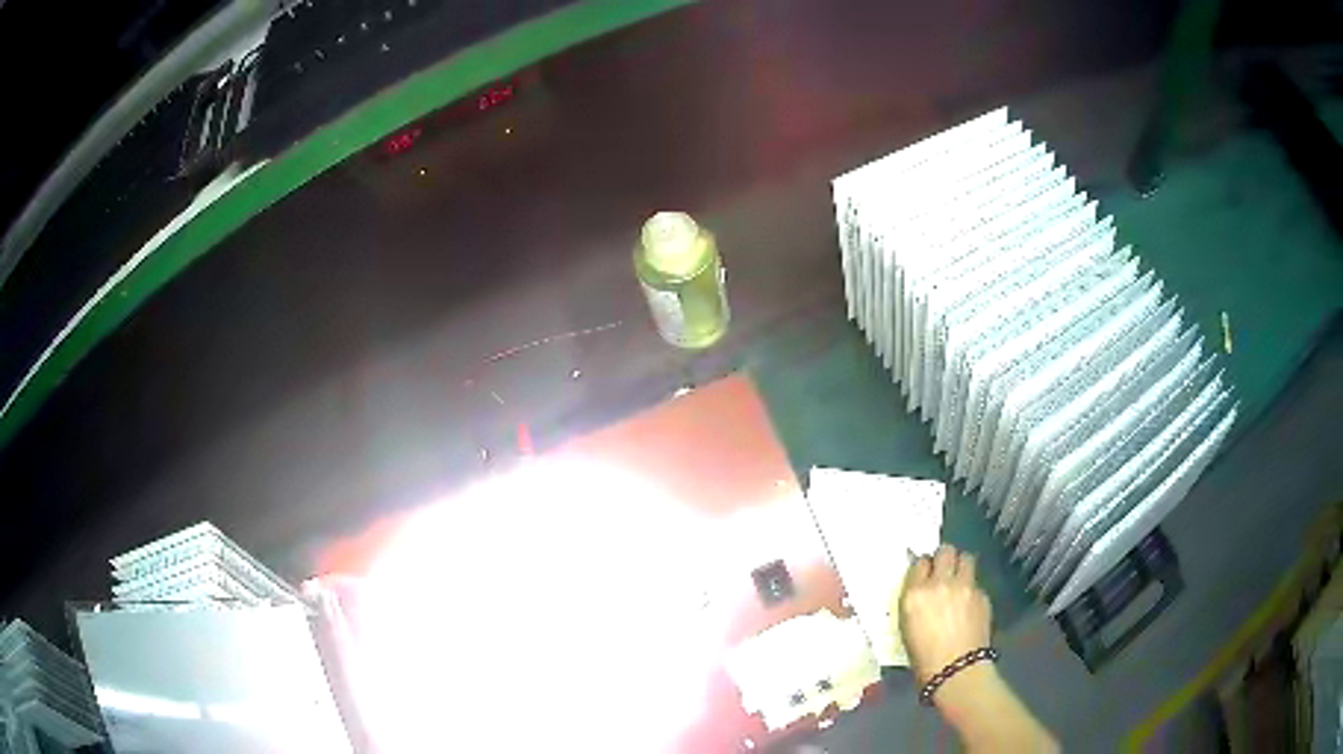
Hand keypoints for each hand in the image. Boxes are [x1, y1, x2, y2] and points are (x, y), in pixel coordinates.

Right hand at [898, 544, 991, 683]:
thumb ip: (915, 600)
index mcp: (915, 594)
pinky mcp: (982, 594)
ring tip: (959, 580)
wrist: (956, 671)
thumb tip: (922, 589)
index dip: (924, 568)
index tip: (925, 576)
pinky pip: (976, 581)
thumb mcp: (907, 626)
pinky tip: (969, 605)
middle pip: (945, 551)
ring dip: (961, 565)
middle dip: (944, 558)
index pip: (920, 562)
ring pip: (966, 558)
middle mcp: (940, 583)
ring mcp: (965, 587)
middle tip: (944, 571)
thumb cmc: (923, 658)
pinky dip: (971, 588)